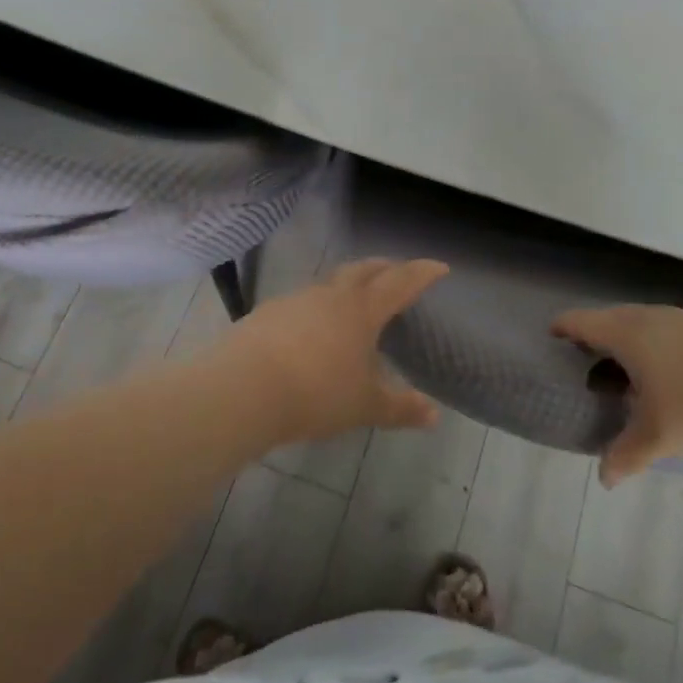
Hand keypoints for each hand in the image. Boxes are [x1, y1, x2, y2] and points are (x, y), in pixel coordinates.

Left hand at [214, 259, 446, 442]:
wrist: (244, 389)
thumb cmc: (317, 394)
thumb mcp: (364, 406)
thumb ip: (400, 408)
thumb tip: (434, 415)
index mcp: (362, 310)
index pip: (400, 282)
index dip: (422, 273)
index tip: (439, 266)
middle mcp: (332, 295)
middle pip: (364, 270)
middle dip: (385, 268)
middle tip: (397, 272)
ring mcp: (297, 299)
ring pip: (331, 283)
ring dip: (349, 285)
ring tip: (355, 302)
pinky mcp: (269, 312)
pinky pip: (304, 302)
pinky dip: (318, 307)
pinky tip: (313, 329)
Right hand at [552, 305, 682, 485]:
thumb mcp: (658, 437)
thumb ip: (626, 454)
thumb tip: (604, 478)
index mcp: (627, 333)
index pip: (580, 321)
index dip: (562, 330)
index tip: (550, 342)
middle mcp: (649, 316)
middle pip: (608, 318)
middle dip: (593, 338)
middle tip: (585, 366)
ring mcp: (681, 318)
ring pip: (640, 322)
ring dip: (626, 342)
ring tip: (625, 374)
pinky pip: (665, 329)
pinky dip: (654, 345)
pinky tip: (667, 375)